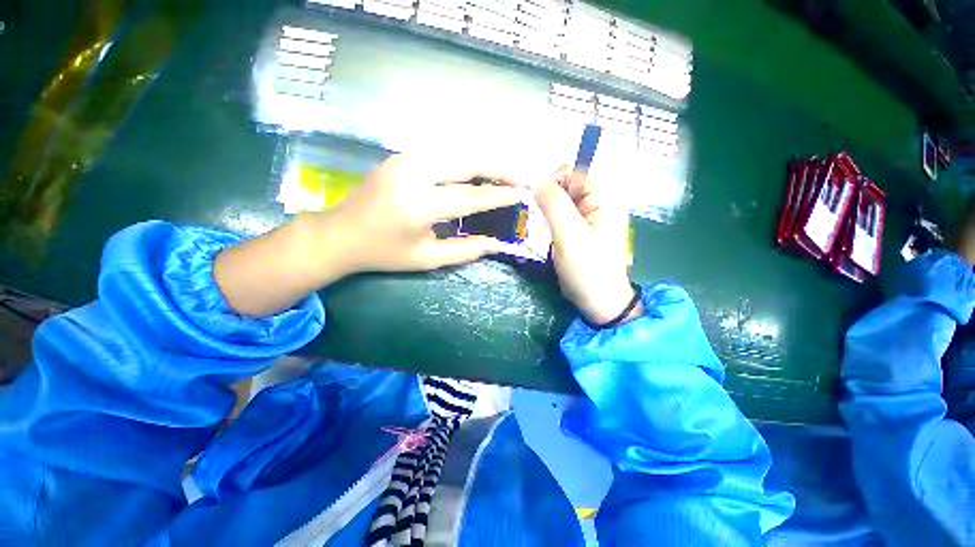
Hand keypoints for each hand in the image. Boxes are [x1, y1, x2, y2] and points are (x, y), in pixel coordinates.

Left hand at [331, 153, 524, 272]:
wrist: (340, 234)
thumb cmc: (385, 253)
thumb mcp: (427, 259)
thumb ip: (465, 250)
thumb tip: (497, 243)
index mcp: (419, 205)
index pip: (471, 196)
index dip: (500, 195)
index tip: (522, 194)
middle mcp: (414, 174)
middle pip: (467, 160)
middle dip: (499, 167)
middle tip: (520, 176)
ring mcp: (405, 159)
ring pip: (456, 149)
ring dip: (484, 158)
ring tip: (504, 171)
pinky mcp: (401, 155)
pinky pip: (442, 150)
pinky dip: (465, 156)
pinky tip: (477, 167)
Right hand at [535, 167, 640, 325]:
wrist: (598, 300)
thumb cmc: (587, 268)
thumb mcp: (569, 235)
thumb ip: (554, 204)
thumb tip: (539, 183)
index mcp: (605, 198)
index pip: (576, 172)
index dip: (555, 182)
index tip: (540, 202)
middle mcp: (599, 203)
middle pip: (567, 187)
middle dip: (549, 200)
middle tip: (541, 221)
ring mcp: (590, 218)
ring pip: (561, 203)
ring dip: (548, 213)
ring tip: (544, 232)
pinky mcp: (580, 230)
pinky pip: (561, 217)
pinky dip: (550, 223)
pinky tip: (547, 237)